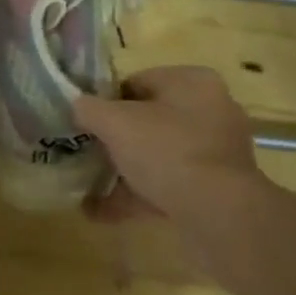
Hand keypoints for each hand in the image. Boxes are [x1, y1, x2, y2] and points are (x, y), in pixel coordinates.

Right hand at [73, 66, 260, 224]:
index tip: (86, 122)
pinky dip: (140, 195)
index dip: (107, 101)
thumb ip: (89, 108)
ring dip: (125, 171)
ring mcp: (217, 152)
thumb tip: (77, 105)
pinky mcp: (218, 189)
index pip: (139, 81)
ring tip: (90, 188)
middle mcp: (211, 110)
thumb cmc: (167, 151)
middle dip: (117, 139)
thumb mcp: (115, 123)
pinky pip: (170, 185)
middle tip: (89, 153)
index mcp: (192, 82)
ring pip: (159, 155)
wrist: (218, 213)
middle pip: (150, 119)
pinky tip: (103, 213)